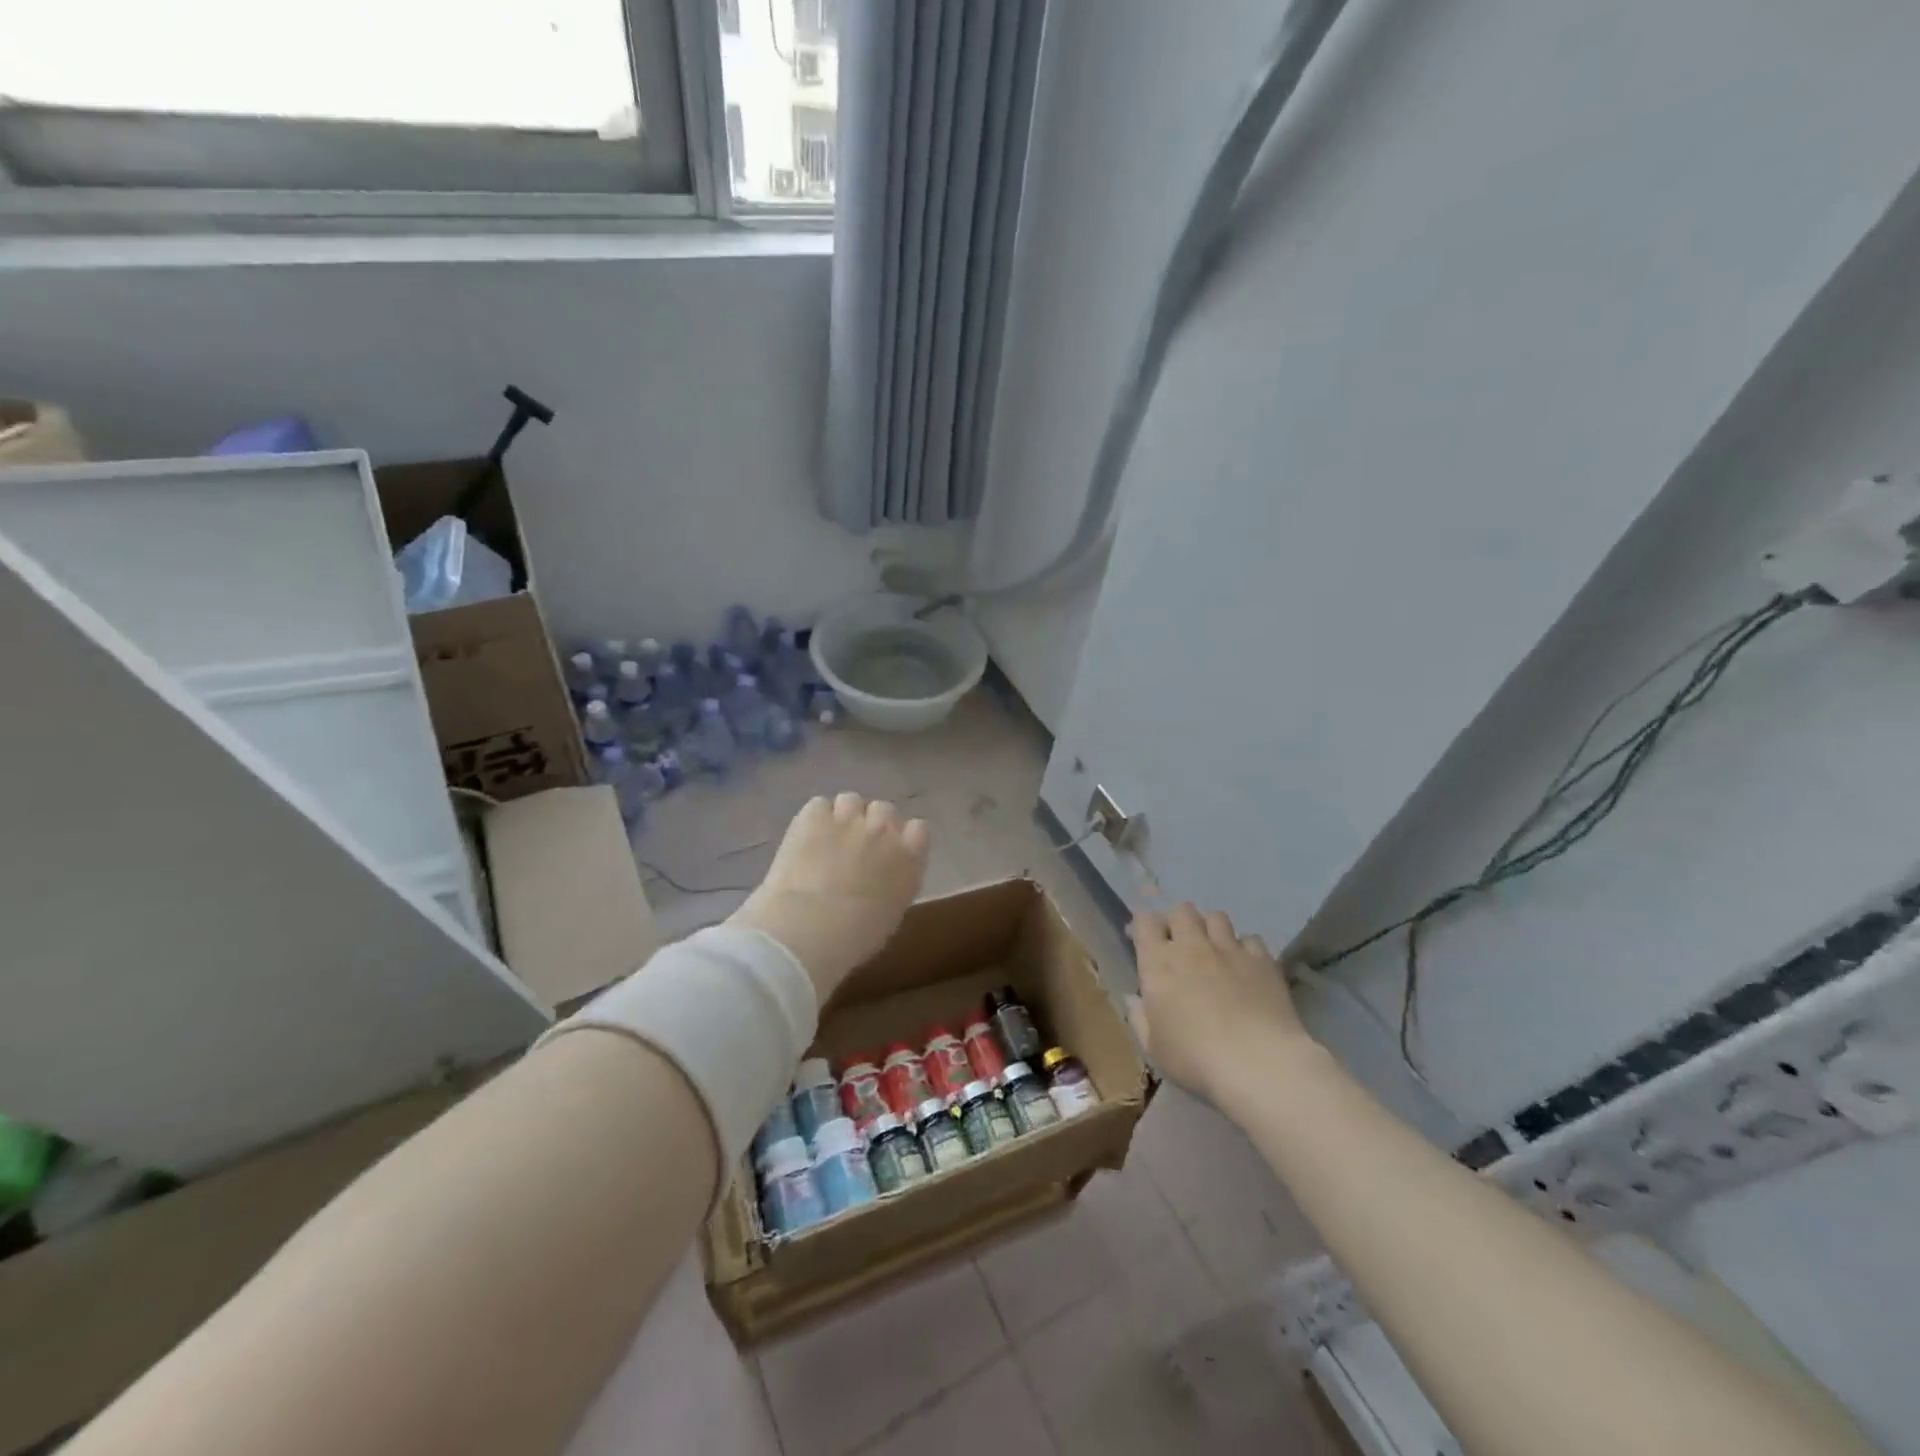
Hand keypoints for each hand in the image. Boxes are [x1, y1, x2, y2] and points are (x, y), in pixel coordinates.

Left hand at [728, 794, 929, 1001]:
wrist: (810, 927)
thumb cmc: (854, 938)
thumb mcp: (890, 915)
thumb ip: (894, 886)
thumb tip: (881, 881)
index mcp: (910, 858)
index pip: (919, 829)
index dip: (902, 837)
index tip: (889, 852)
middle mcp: (884, 830)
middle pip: (884, 810)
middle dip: (872, 824)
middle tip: (855, 847)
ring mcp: (849, 818)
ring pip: (851, 801)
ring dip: (843, 816)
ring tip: (828, 839)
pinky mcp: (814, 815)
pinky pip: (819, 805)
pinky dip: (813, 819)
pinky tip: (805, 838)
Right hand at [1128, 903, 1316, 1111]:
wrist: (1259, 1064)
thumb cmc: (1195, 1059)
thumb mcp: (1154, 1048)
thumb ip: (1139, 1018)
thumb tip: (1133, 999)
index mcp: (1158, 963)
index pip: (1145, 921)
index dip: (1142, 925)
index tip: (1142, 941)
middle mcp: (1192, 946)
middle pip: (1182, 910)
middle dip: (1177, 921)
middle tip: (1179, 944)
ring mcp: (1230, 950)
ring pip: (1216, 917)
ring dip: (1210, 928)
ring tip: (1213, 949)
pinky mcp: (1263, 961)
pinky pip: (1251, 939)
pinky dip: (1245, 949)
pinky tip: (1245, 968)